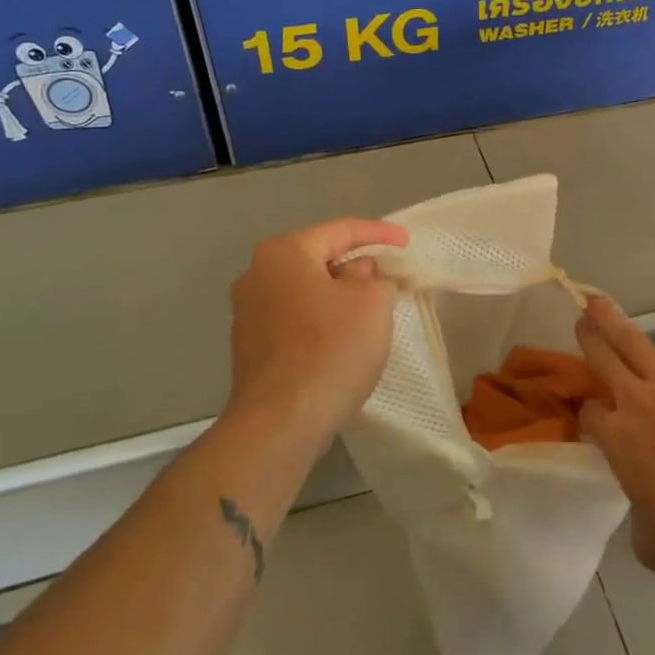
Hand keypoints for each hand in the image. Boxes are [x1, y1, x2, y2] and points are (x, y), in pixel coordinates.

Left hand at [225, 218, 408, 451]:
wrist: (279, 424)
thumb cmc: (330, 350)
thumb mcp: (371, 303)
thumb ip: (374, 276)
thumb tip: (359, 273)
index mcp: (284, 252)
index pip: (340, 230)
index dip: (379, 233)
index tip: (406, 243)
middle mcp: (257, 274)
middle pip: (318, 258)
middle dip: (356, 266)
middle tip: (389, 276)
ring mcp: (248, 312)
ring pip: (306, 290)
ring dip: (338, 295)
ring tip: (371, 309)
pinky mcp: (249, 346)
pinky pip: (294, 318)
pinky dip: (321, 320)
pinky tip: (342, 339)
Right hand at [576, 279, 654, 571]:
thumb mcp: (652, 545)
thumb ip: (637, 526)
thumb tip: (641, 523)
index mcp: (616, 441)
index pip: (590, 416)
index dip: (589, 414)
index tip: (594, 416)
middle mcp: (633, 402)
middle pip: (601, 363)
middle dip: (587, 342)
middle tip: (579, 323)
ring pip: (630, 341)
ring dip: (611, 319)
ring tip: (596, 300)